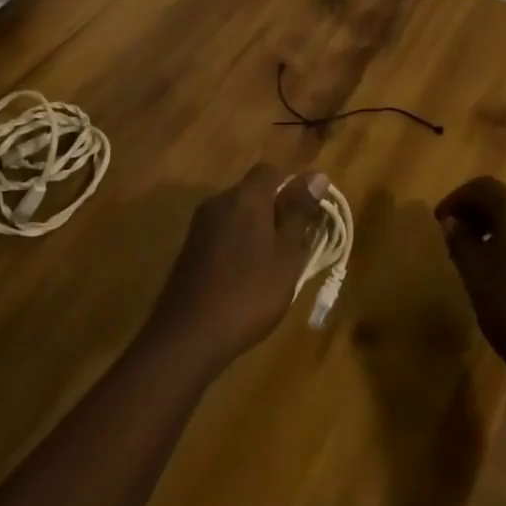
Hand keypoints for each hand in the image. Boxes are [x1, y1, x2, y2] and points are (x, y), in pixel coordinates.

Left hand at [151, 163, 328, 369]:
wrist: (188, 334)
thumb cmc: (249, 292)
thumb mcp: (286, 255)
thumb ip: (299, 212)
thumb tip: (316, 175)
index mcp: (245, 197)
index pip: (271, 170)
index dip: (293, 186)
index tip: (310, 214)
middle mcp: (219, 201)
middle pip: (254, 191)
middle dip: (277, 210)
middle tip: (297, 244)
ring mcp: (200, 225)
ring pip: (238, 214)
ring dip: (258, 229)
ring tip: (276, 264)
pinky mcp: (190, 248)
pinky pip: (223, 233)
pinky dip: (240, 244)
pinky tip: (248, 276)